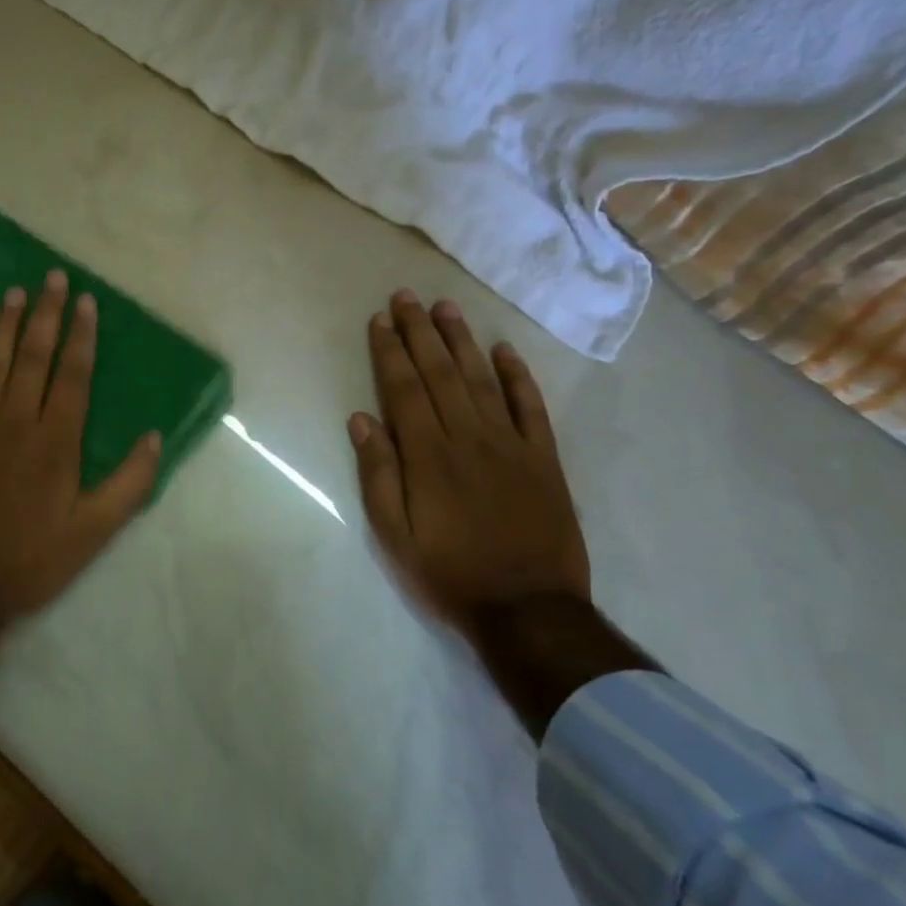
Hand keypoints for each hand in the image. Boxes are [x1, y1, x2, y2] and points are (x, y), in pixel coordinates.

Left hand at [0, 270, 161, 622]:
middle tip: (53, 277)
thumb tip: (155, 437)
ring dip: (4, 325)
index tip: (85, 301)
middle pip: (33, 356)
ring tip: (14, 292)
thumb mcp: (94, 533)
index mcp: (55, 441)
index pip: (73, 375)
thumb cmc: (29, 560)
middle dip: (46, 315)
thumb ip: (129, 484)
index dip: (81, 336)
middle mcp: (14, 421)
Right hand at [348, 290, 590, 629]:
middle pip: (440, 373)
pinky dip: (518, 376)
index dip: (390, 352)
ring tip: (446, 308)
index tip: (380, 320)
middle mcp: (468, 437)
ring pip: (482, 379)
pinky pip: (531, 407)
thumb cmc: (449, 573)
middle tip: (407, 297)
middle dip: (420, 332)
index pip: (404, 389)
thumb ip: (378, 474)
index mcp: (428, 455)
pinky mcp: (544, 458)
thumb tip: (361, 419)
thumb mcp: (394, 535)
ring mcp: (511, 444)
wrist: (528, 608)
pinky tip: (503, 350)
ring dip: (462, 341)